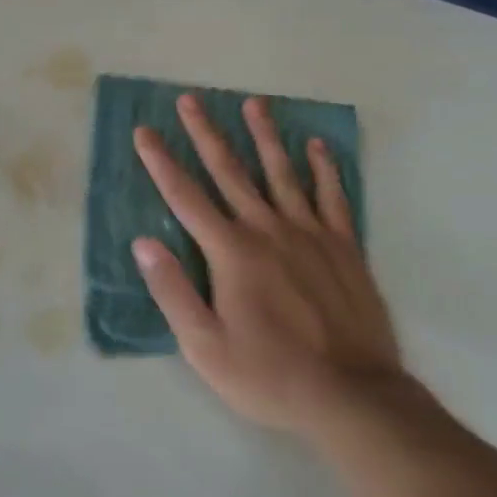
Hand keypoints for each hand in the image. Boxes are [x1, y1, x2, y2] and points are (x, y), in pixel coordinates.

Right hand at [132, 93, 405, 435]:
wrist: (353, 397)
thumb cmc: (269, 376)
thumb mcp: (206, 347)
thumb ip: (173, 291)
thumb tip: (143, 242)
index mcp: (231, 252)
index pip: (186, 197)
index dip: (161, 162)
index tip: (144, 131)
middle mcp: (268, 230)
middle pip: (231, 172)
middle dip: (205, 133)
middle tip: (190, 99)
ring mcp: (310, 234)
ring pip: (282, 173)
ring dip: (265, 136)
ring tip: (254, 103)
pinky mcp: (345, 247)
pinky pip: (333, 197)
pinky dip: (325, 169)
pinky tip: (317, 145)